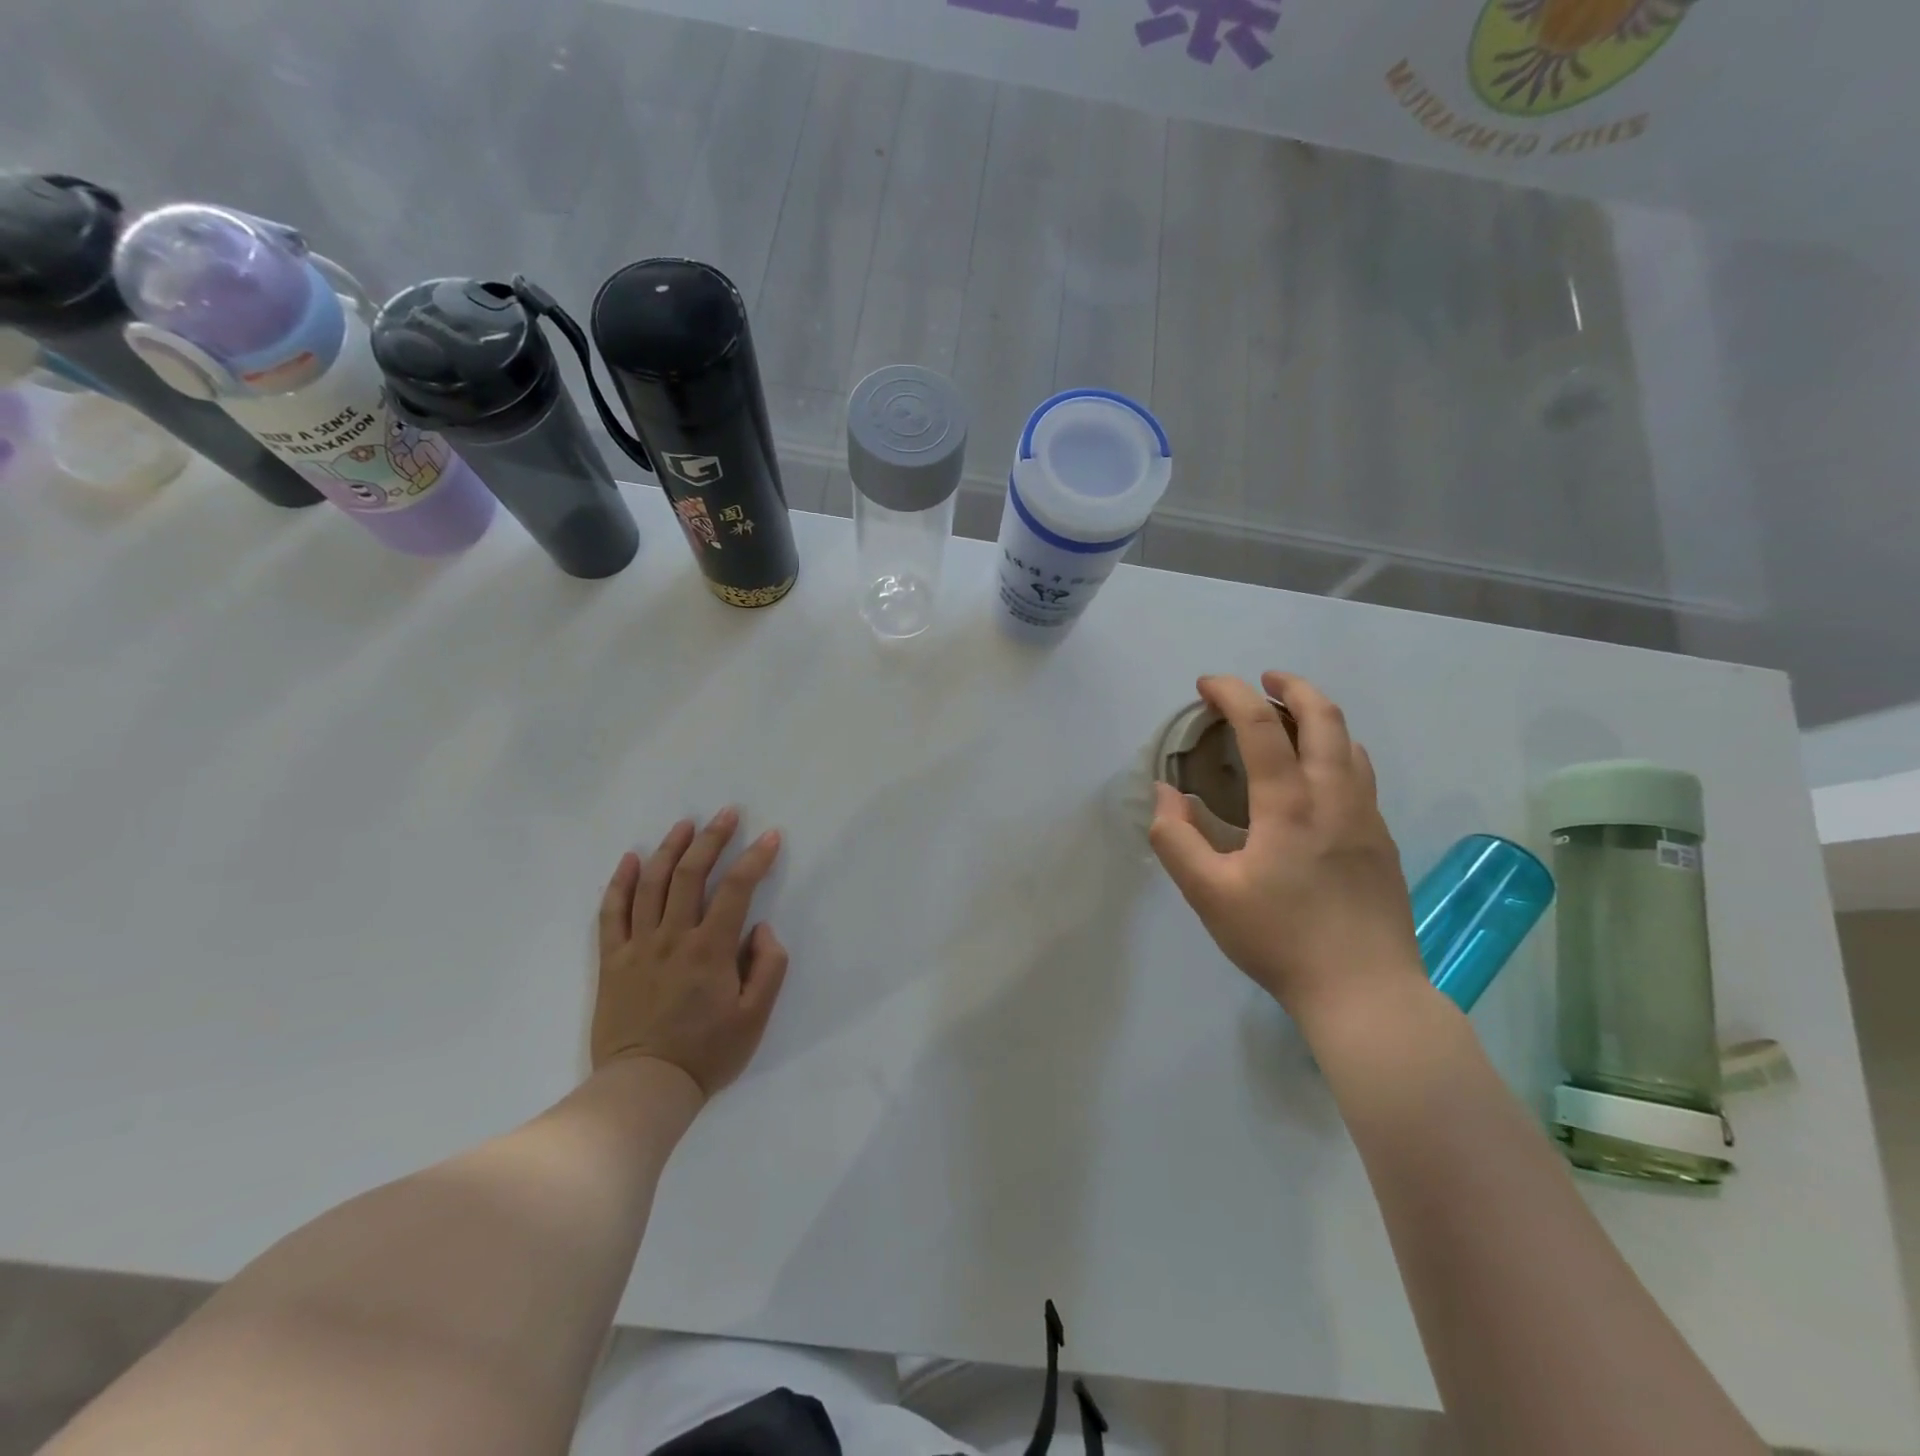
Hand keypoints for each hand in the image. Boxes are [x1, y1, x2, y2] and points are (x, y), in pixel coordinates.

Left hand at [592, 809, 789, 1098]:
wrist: (644, 1088)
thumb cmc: (707, 1054)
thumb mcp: (755, 1017)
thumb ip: (768, 967)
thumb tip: (761, 928)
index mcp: (710, 950)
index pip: (736, 889)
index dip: (755, 858)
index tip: (770, 836)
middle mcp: (673, 938)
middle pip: (690, 874)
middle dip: (712, 839)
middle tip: (727, 813)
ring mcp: (638, 946)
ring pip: (651, 885)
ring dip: (669, 849)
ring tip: (685, 825)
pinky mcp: (612, 961)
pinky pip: (611, 913)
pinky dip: (620, 882)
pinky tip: (630, 859)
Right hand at [1149, 673, 1421, 1023]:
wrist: (1365, 991)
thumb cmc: (1279, 940)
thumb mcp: (1208, 894)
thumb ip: (1176, 839)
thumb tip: (1166, 793)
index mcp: (1289, 805)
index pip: (1260, 727)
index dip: (1231, 694)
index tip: (1207, 685)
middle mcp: (1335, 797)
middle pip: (1324, 717)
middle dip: (1292, 686)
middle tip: (1263, 680)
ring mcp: (1366, 817)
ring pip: (1350, 743)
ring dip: (1319, 716)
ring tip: (1290, 719)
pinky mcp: (1381, 840)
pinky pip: (1361, 774)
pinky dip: (1336, 750)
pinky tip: (1318, 774)